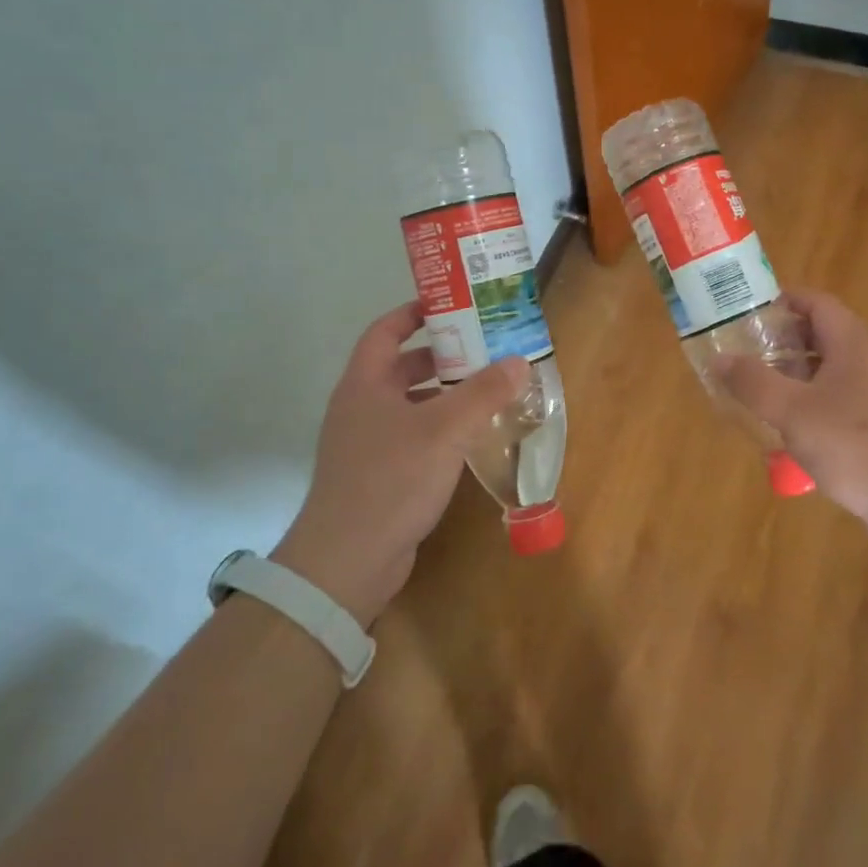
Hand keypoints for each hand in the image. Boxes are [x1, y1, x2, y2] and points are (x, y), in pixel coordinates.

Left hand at [274, 301, 527, 625]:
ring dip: (444, 395)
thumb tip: (520, 361)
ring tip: (487, 390)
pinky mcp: (378, 475)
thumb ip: (483, 393)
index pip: (385, 331)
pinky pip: (413, 437)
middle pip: (401, 367)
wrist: (347, 561)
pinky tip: (471, 438)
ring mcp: (366, 444)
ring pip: (410, 404)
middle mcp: (360, 407)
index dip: (415, 313)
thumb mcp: (444, 429)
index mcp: (364, 384)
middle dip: (442, 356)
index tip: (453, 305)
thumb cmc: (391, 479)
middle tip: (485, 349)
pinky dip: (440, 429)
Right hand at [715, 290, 867, 551]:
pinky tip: (784, 428)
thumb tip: (720, 358)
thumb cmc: (854, 446)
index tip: (746, 312)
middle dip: (779, 340)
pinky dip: (805, 403)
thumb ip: (754, 383)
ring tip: (754, 388)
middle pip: (819, 334)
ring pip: (824, 369)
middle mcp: (865, 361)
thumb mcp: (793, 412)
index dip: (782, 300)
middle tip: (742, 351)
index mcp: (851, 345)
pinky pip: (833, 400)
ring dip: (790, 374)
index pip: (816, 302)